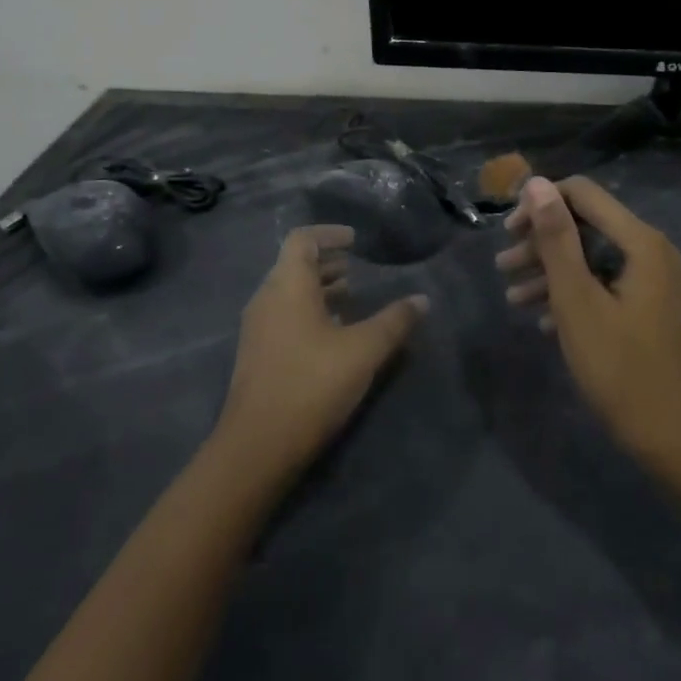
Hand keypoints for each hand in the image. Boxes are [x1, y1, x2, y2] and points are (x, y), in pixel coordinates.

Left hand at [215, 225, 424, 480]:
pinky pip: (284, 316)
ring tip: (351, 298)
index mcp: (287, 286)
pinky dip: (309, 312)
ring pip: (289, 293)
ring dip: (319, 289)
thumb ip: (395, 321)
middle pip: (294, 265)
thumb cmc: (312, 384)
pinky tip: (334, 334)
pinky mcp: (257, 355)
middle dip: (326, 262)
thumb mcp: (364, 350)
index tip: (355, 240)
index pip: (302, 239)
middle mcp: (267, 299)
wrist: (257, 447)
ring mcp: (258, 328)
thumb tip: (422, 299)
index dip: (329, 233)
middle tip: (357, 269)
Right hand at [496, 176, 680, 461]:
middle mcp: (653, 252)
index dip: (541, 205)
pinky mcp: (652, 308)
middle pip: (587, 226)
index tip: (508, 232)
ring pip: (594, 259)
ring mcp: (655, 282)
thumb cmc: (619, 366)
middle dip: (541, 243)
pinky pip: (607, 285)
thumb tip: (537, 183)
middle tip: (503, 267)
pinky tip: (542, 319)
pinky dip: (575, 294)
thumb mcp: (577, 299)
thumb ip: (557, 238)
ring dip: (552, 272)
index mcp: (641, 242)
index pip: (584, 194)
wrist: (672, 436)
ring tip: (511, 295)